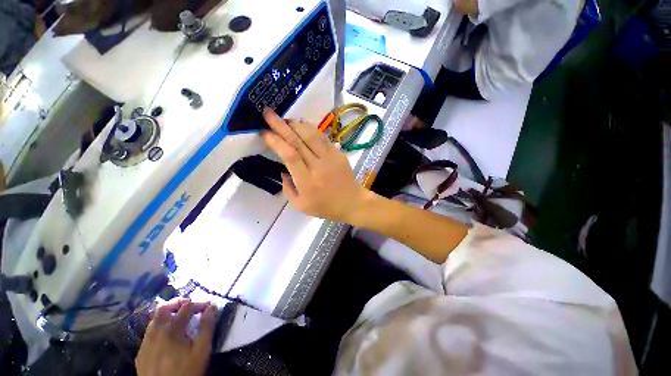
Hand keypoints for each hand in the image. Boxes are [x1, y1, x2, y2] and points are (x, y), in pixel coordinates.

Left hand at [135, 299, 216, 375]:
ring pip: (153, 321)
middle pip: (163, 308)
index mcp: (172, 329)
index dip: (199, 303)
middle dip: (177, 303)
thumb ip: (207, 326)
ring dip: (167, 315)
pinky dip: (159, 329)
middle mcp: (155, 332)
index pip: (186, 307)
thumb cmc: (186, 371)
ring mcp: (145, 343)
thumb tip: (212, 306)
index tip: (209, 306)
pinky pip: (148, 335)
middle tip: (189, 304)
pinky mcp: (141, 354)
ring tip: (179, 319)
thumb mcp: (202, 350)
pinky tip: (166, 338)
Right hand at [262, 108, 370, 223]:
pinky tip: (302, 126)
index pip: (290, 156)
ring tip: (285, 119)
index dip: (276, 142)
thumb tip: (283, 170)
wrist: (352, 202)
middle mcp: (318, 167)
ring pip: (312, 136)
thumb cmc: (326, 207)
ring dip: (296, 124)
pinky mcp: (339, 154)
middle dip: (281, 125)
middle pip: (298, 142)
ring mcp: (331, 158)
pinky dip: (311, 130)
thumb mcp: (300, 206)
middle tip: (268, 113)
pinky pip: (323, 138)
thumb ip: (288, 189)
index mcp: (307, 182)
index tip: (265, 132)